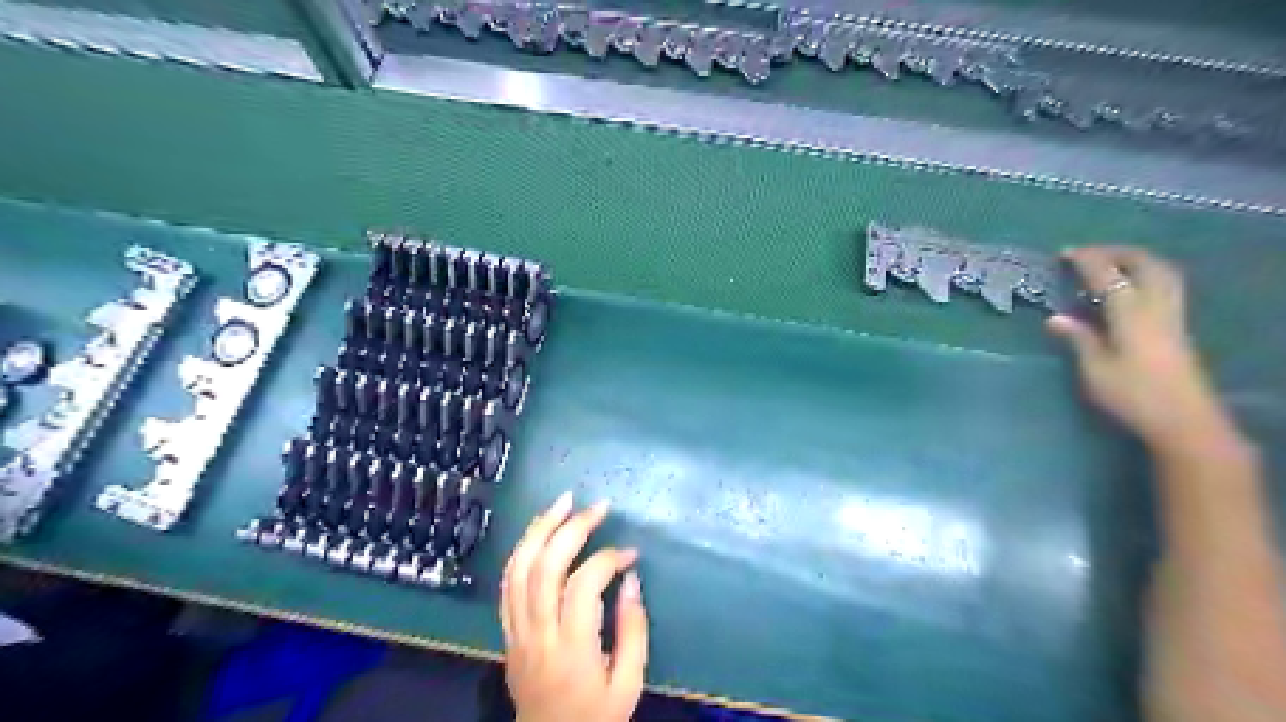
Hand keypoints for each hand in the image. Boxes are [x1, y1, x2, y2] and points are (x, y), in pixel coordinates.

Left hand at [499, 492, 649, 721]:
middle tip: (597, 505)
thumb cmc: (595, 717)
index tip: (631, 553)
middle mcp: (537, 634)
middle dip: (571, 527)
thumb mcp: (629, 684)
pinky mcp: (506, 631)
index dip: (608, 559)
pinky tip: (539, 531)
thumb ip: (634, 630)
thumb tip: (631, 578)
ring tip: (563, 501)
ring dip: (540, 528)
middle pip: (545, 567)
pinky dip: (521, 550)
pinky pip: (506, 583)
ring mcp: (516, 630)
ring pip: (519, 568)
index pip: (583, 586)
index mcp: (571, 649)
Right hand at [1050, 249, 1227, 448]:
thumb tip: (1054, 317)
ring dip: (1135, 260)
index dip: (1087, 260)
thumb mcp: (1095, 370)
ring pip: (1161, 271)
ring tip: (1110, 263)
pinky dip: (1145, 273)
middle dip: (1115, 252)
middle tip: (1087, 255)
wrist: (1183, 419)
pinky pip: (1165, 284)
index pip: (1108, 275)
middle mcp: (1156, 306)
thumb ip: (1079, 339)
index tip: (1065, 253)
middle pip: (1143, 263)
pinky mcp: (1178, 326)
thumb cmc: (1132, 395)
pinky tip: (1130, 286)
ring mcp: (1172, 315)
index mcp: (1131, 314)